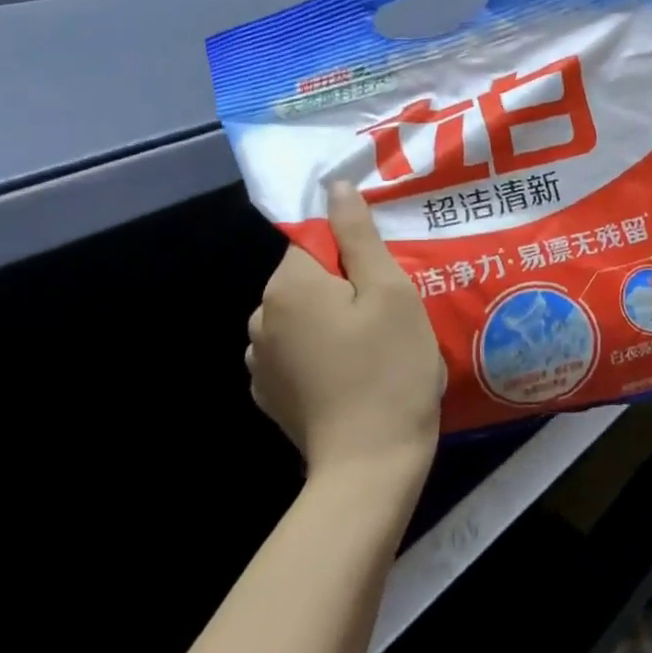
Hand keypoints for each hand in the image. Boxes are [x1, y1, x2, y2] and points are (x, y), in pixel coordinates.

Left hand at [246, 183, 443, 485]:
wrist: (370, 465)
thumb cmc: (389, 368)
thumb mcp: (389, 291)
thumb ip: (358, 234)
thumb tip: (335, 187)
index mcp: (287, 286)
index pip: (318, 240)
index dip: (357, 252)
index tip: (389, 276)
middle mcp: (261, 317)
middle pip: (310, 277)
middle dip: (348, 285)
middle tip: (392, 312)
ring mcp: (259, 361)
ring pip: (304, 315)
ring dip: (334, 318)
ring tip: (376, 344)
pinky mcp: (270, 394)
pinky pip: (297, 350)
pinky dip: (322, 351)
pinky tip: (353, 373)